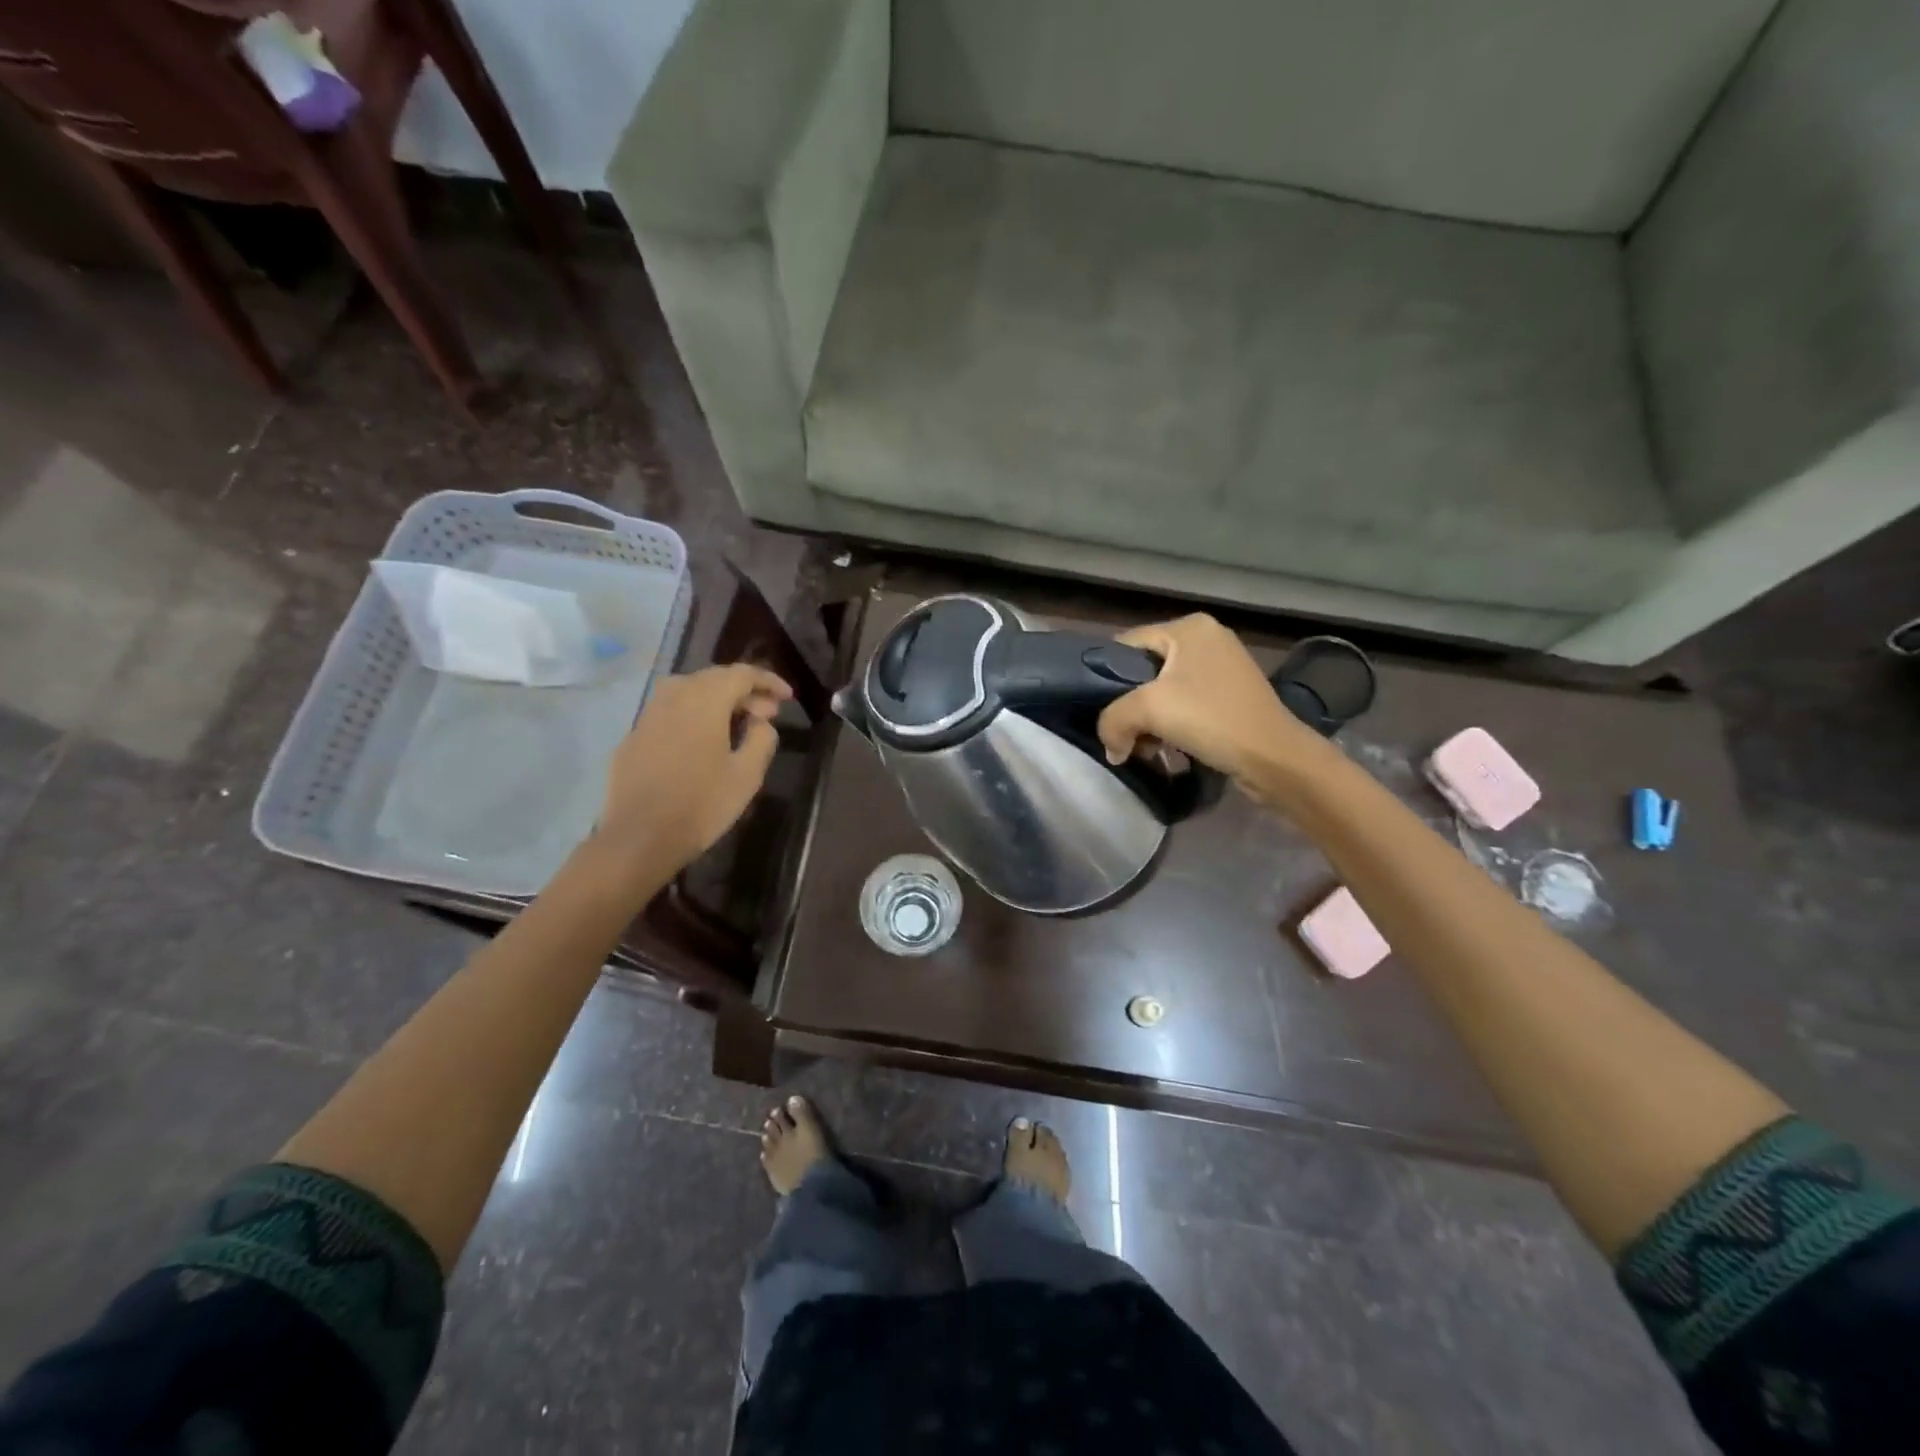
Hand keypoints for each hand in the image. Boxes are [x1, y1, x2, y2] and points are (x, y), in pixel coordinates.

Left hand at [591, 663, 791, 876]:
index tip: (787, 697)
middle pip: (714, 678)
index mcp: (704, 701)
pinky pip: (670, 711)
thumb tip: (761, 722)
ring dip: (717, 700)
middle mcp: (673, 697)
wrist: (639, 838)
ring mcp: (649, 715)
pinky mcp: (634, 736)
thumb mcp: (747, 775)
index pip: (741, 674)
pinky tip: (702, 741)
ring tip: (736, 724)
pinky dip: (693, 715)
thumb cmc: (701, 805)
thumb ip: (761, 739)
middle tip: (767, 713)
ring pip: (688, 691)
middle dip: (744, 690)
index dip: (768, 681)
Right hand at [1097, 615, 1323, 786]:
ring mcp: (1222, 666)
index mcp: (1188, 627)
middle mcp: (1207, 638)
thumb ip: (1112, 721)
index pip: (1126, 644)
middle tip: (1124, 733)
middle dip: (1129, 704)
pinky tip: (1168, 747)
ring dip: (1149, 720)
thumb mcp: (1148, 711)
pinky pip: (1186, 703)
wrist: (1274, 758)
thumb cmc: (1211, 719)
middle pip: (1144, 669)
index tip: (1100, 710)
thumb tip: (1111, 747)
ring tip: (1145, 746)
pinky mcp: (1231, 694)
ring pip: (1164, 690)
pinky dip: (1171, 724)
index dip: (1106, 677)